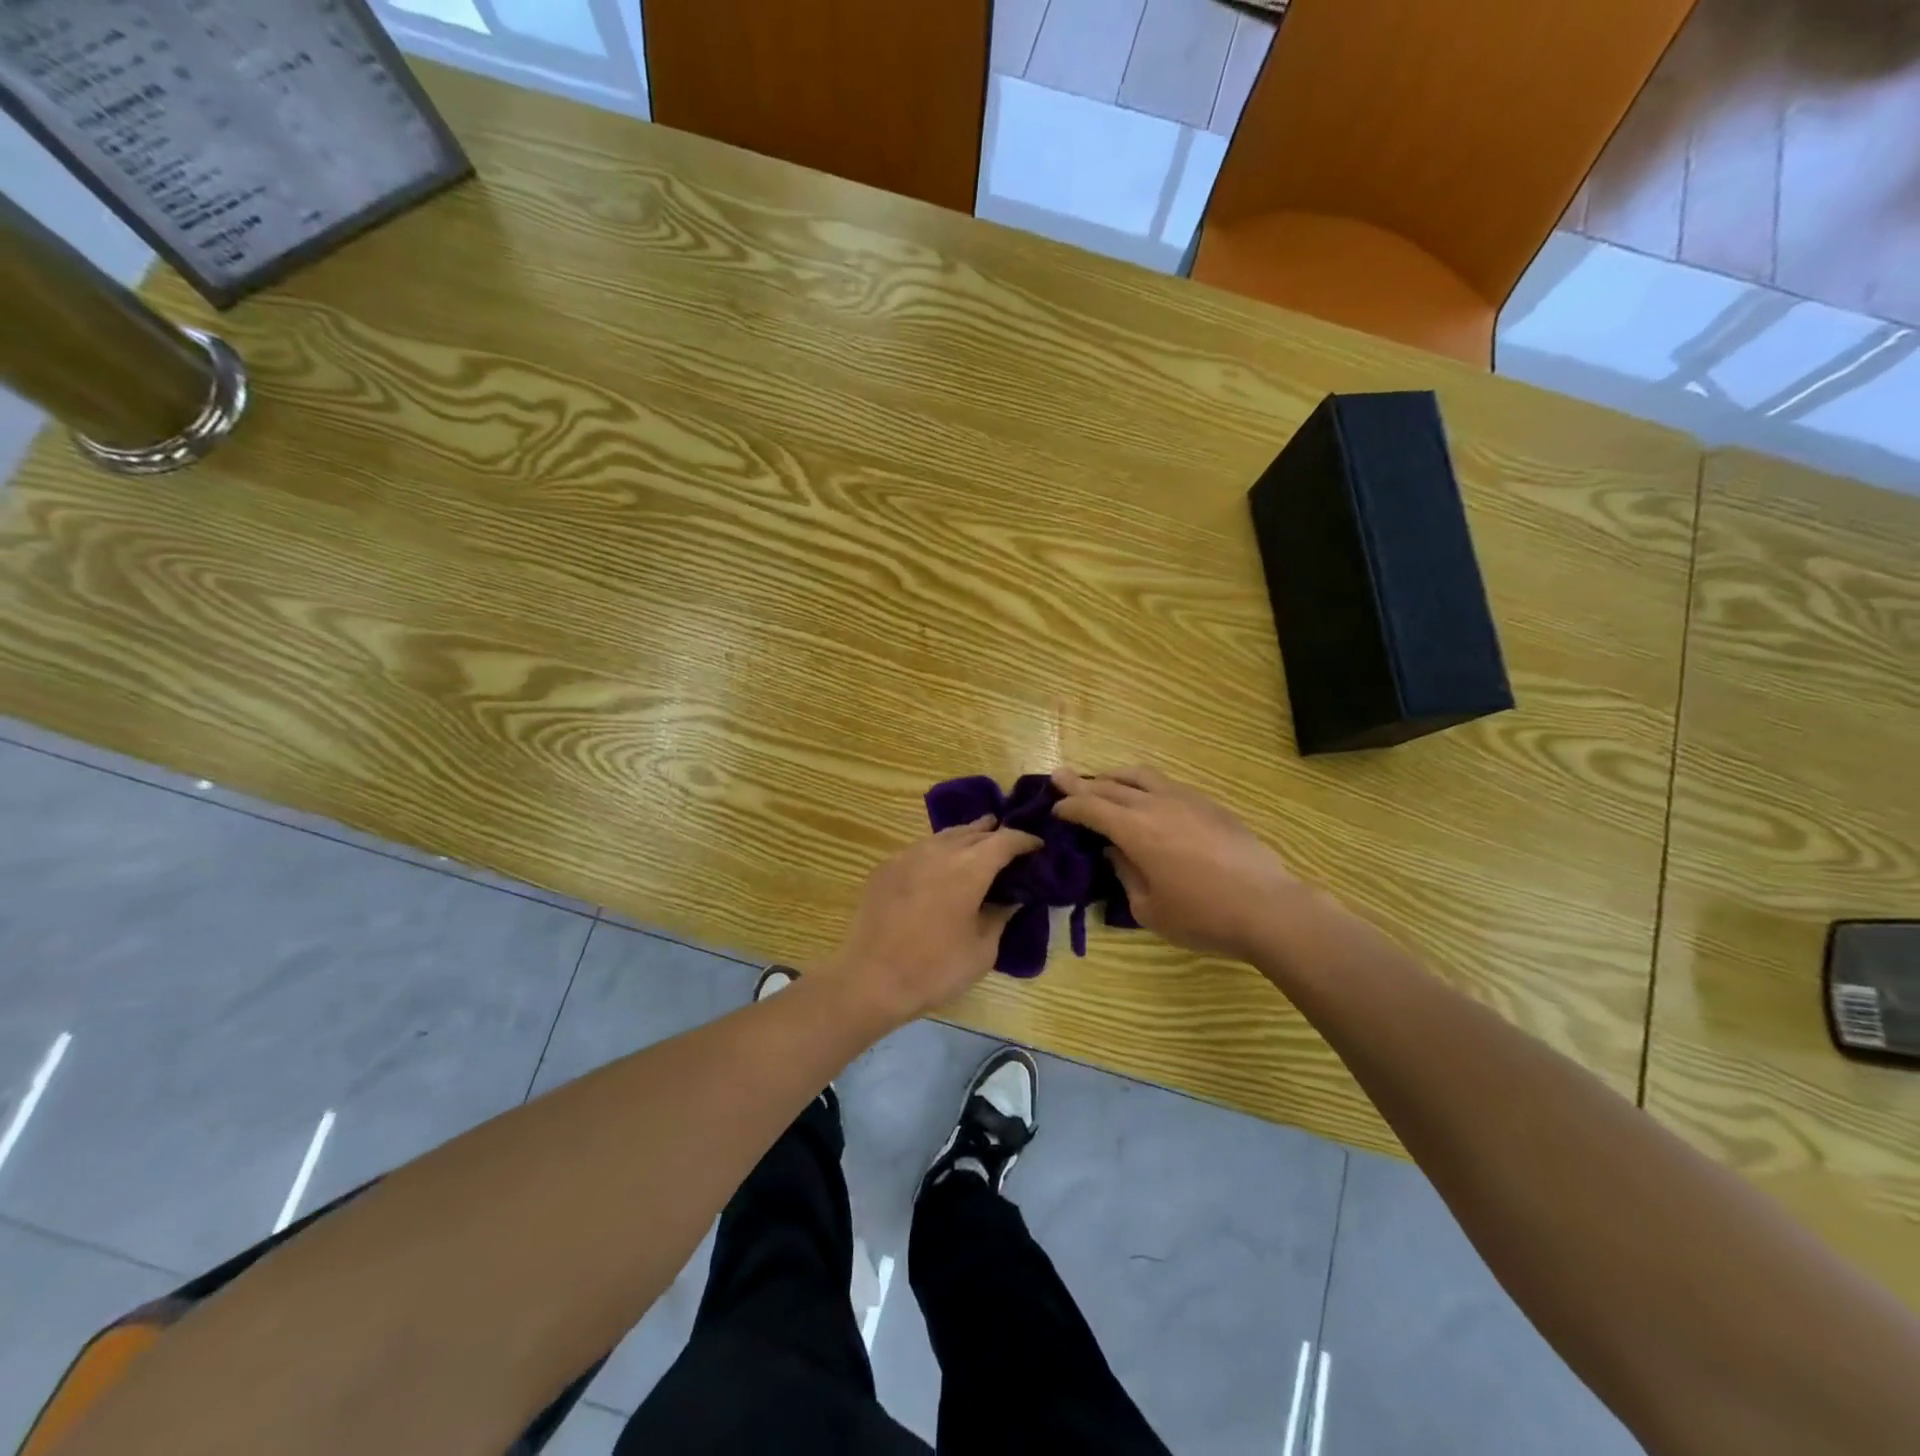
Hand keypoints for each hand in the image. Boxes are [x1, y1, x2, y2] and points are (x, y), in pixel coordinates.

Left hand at [822, 817, 1041, 1025]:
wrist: (871, 979)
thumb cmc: (935, 969)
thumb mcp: (983, 949)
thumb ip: (1000, 916)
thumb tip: (1010, 898)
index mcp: (970, 867)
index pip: (1005, 840)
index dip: (1025, 840)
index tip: (1037, 847)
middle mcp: (940, 850)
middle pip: (974, 831)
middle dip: (995, 834)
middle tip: (1011, 844)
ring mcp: (908, 855)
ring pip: (945, 835)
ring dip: (966, 837)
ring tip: (978, 845)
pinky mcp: (886, 867)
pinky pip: (921, 849)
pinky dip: (939, 851)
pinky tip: (940, 867)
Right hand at [1052, 766, 1307, 961]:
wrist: (1269, 909)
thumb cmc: (1202, 917)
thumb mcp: (1149, 909)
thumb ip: (1125, 874)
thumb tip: (1116, 851)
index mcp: (1135, 830)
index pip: (1091, 807)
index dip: (1069, 806)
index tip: (1055, 809)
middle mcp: (1157, 805)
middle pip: (1111, 785)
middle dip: (1082, 783)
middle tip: (1061, 777)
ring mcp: (1186, 800)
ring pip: (1141, 776)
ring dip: (1114, 776)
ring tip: (1102, 780)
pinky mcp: (1210, 805)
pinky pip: (1167, 784)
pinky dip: (1144, 785)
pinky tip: (1146, 797)